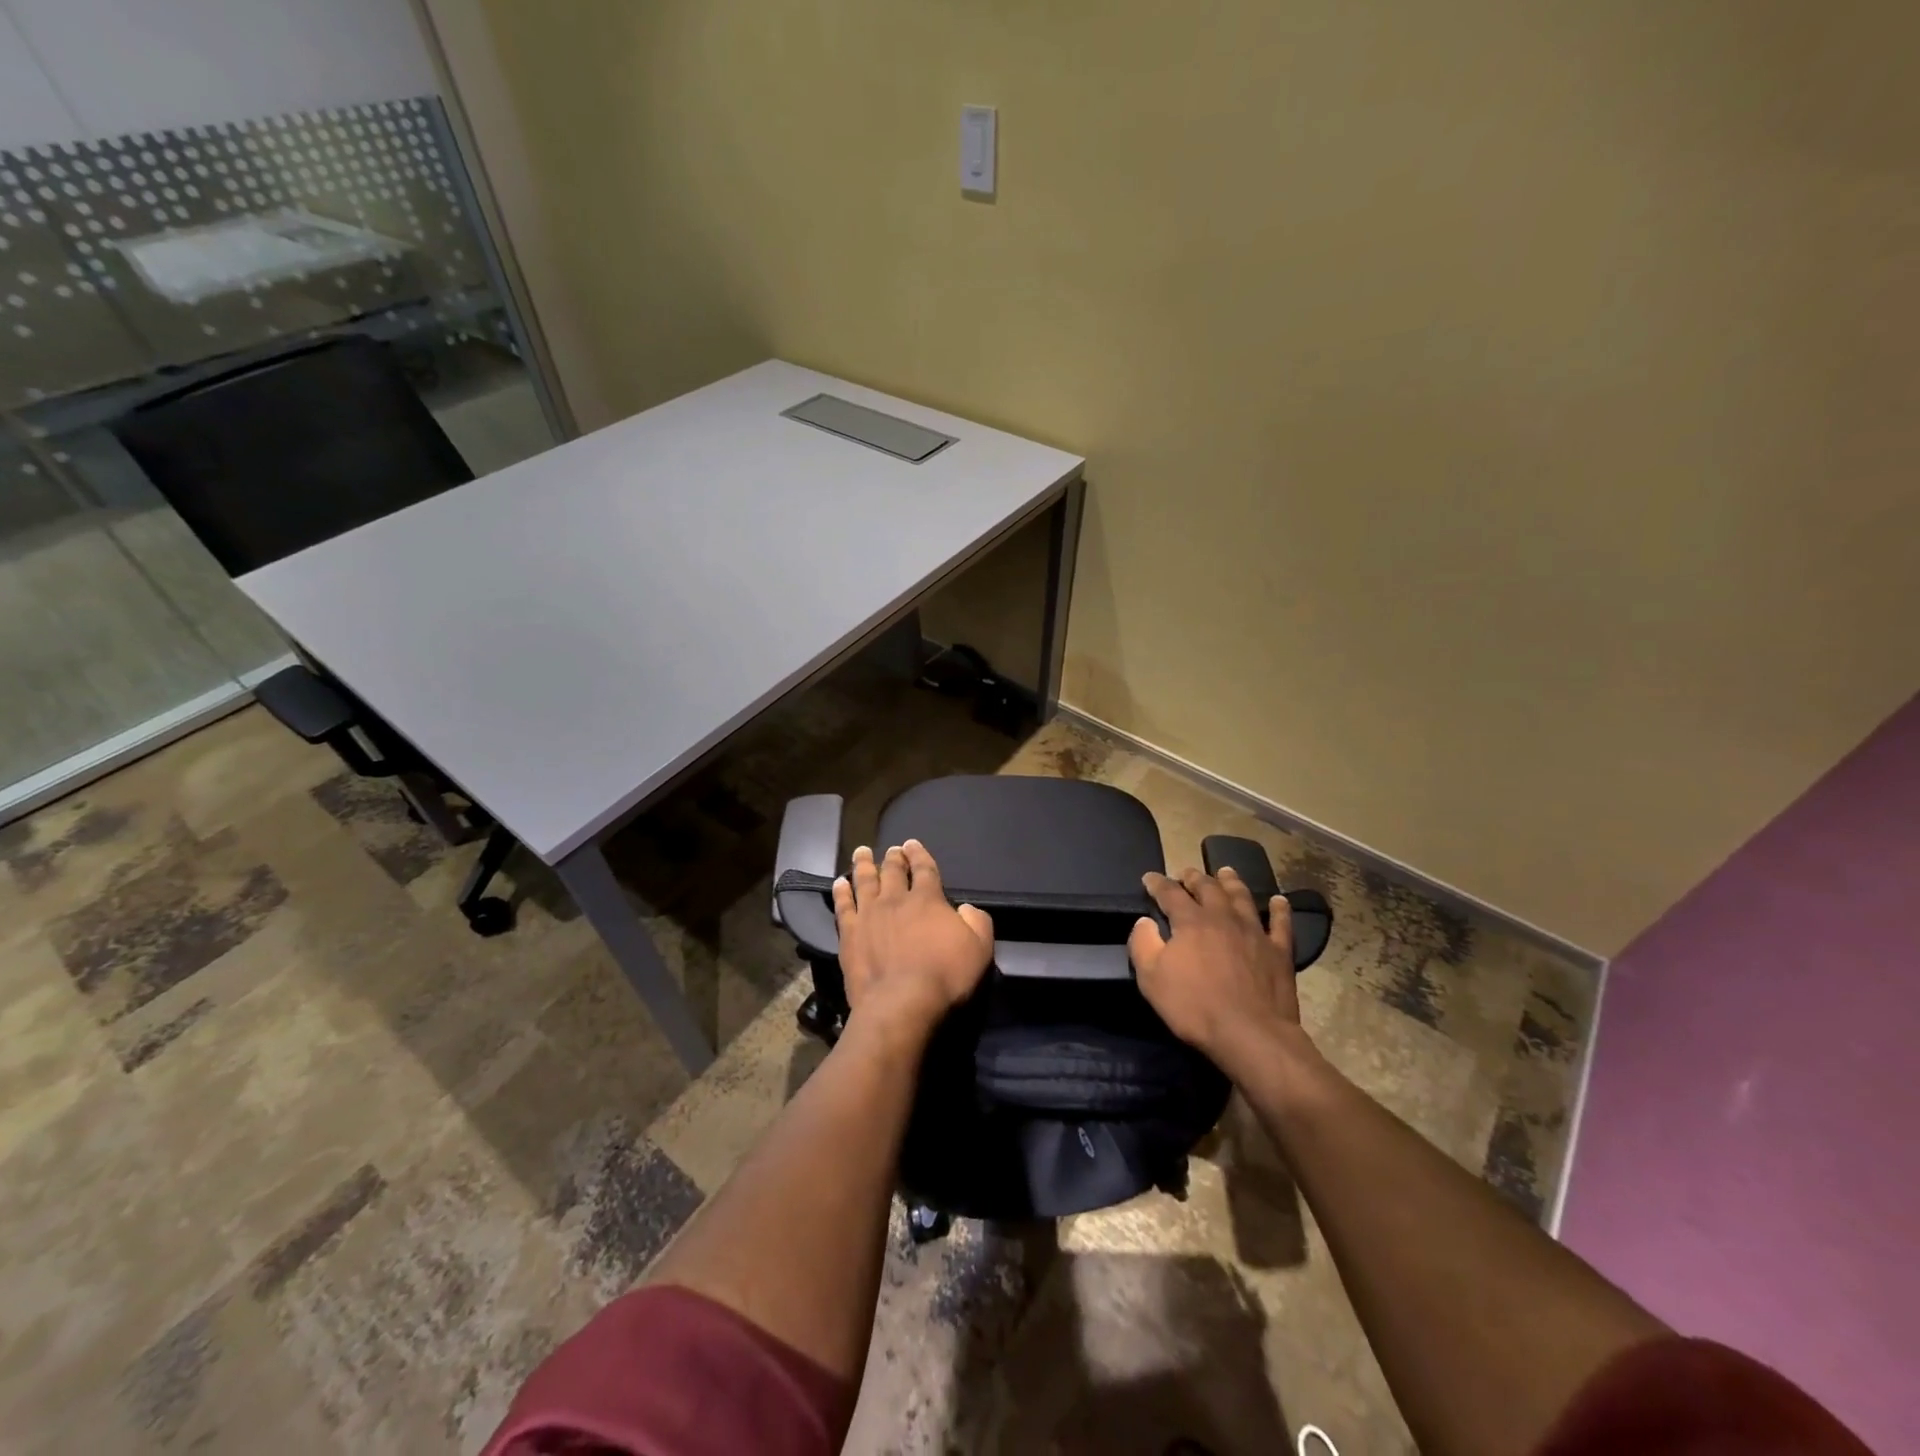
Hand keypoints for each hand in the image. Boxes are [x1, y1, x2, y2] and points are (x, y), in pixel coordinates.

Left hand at [833, 841, 993, 1046]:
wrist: (901, 1002)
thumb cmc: (945, 976)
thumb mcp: (979, 948)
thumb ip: (977, 922)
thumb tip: (966, 908)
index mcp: (928, 899)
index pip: (924, 868)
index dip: (919, 854)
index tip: (912, 844)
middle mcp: (896, 899)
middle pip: (893, 871)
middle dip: (893, 857)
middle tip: (891, 849)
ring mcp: (869, 915)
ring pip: (864, 881)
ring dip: (864, 865)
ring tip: (862, 852)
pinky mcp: (850, 934)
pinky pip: (843, 906)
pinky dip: (841, 892)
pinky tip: (839, 883)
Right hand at [1128, 866, 1304, 1071]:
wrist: (1250, 1034)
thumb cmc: (1195, 1006)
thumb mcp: (1151, 978)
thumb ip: (1143, 943)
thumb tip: (1144, 922)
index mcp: (1191, 921)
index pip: (1170, 893)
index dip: (1158, 883)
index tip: (1149, 878)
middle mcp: (1223, 917)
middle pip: (1208, 888)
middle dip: (1194, 878)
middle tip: (1187, 873)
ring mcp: (1254, 932)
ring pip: (1242, 897)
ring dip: (1231, 882)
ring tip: (1225, 871)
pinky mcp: (1279, 951)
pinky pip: (1280, 924)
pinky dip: (1279, 909)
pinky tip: (1279, 901)